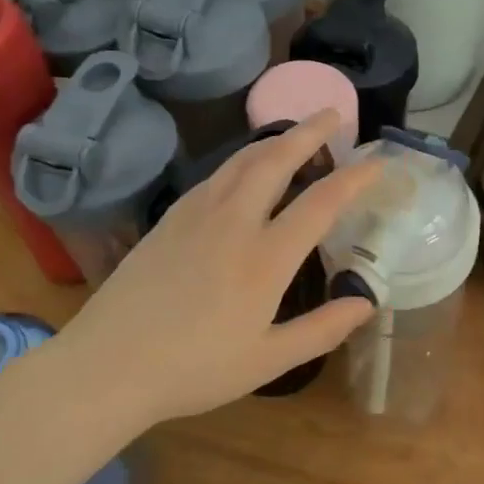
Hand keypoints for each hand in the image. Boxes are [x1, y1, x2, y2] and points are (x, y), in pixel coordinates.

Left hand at [54, 111, 378, 424]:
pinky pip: (214, 176)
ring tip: (294, 133)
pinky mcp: (168, 220)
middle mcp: (234, 223)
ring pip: (241, 161)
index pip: (321, 203)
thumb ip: (322, 330)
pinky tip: (242, 170)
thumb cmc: (194, 369)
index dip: (354, 178)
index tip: (376, 162)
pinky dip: (240, 161)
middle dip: (310, 132)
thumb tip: (366, 303)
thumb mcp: (268, 360)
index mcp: (266, 258)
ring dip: (273, 140)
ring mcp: (196, 216)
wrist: (107, 365)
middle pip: (276, 160)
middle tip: (333, 113)